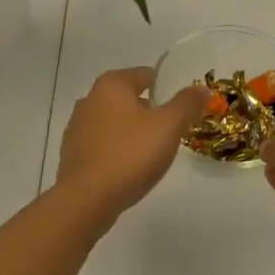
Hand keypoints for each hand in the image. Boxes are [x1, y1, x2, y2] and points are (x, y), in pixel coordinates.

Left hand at [55, 67, 207, 221]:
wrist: (87, 199)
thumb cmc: (130, 154)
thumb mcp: (169, 126)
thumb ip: (187, 103)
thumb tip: (202, 89)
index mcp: (111, 85)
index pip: (147, 75)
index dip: (169, 89)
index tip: (184, 108)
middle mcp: (90, 99)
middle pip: (130, 98)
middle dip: (151, 112)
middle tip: (173, 132)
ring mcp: (77, 127)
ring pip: (116, 122)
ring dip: (134, 132)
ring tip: (153, 152)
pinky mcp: (73, 153)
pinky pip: (104, 144)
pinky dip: (118, 149)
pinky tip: (130, 168)